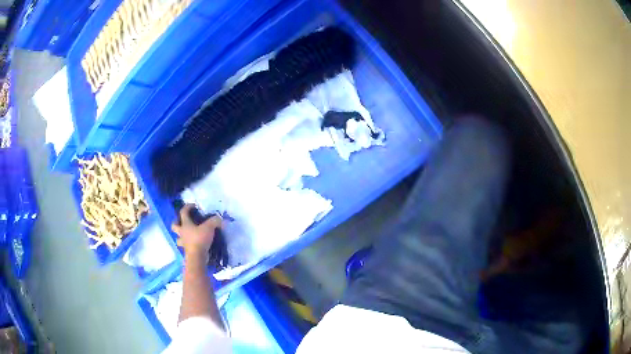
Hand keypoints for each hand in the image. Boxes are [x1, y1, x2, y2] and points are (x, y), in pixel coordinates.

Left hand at [172, 204, 221, 259]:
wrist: (197, 256)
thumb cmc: (200, 239)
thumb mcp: (209, 227)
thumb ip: (214, 221)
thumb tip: (220, 219)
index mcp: (185, 225)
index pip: (183, 212)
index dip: (187, 207)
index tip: (193, 205)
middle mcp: (182, 233)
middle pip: (174, 226)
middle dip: (177, 222)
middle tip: (183, 222)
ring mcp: (184, 242)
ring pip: (178, 238)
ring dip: (181, 236)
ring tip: (188, 235)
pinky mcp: (187, 251)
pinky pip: (185, 246)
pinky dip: (188, 244)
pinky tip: (194, 244)